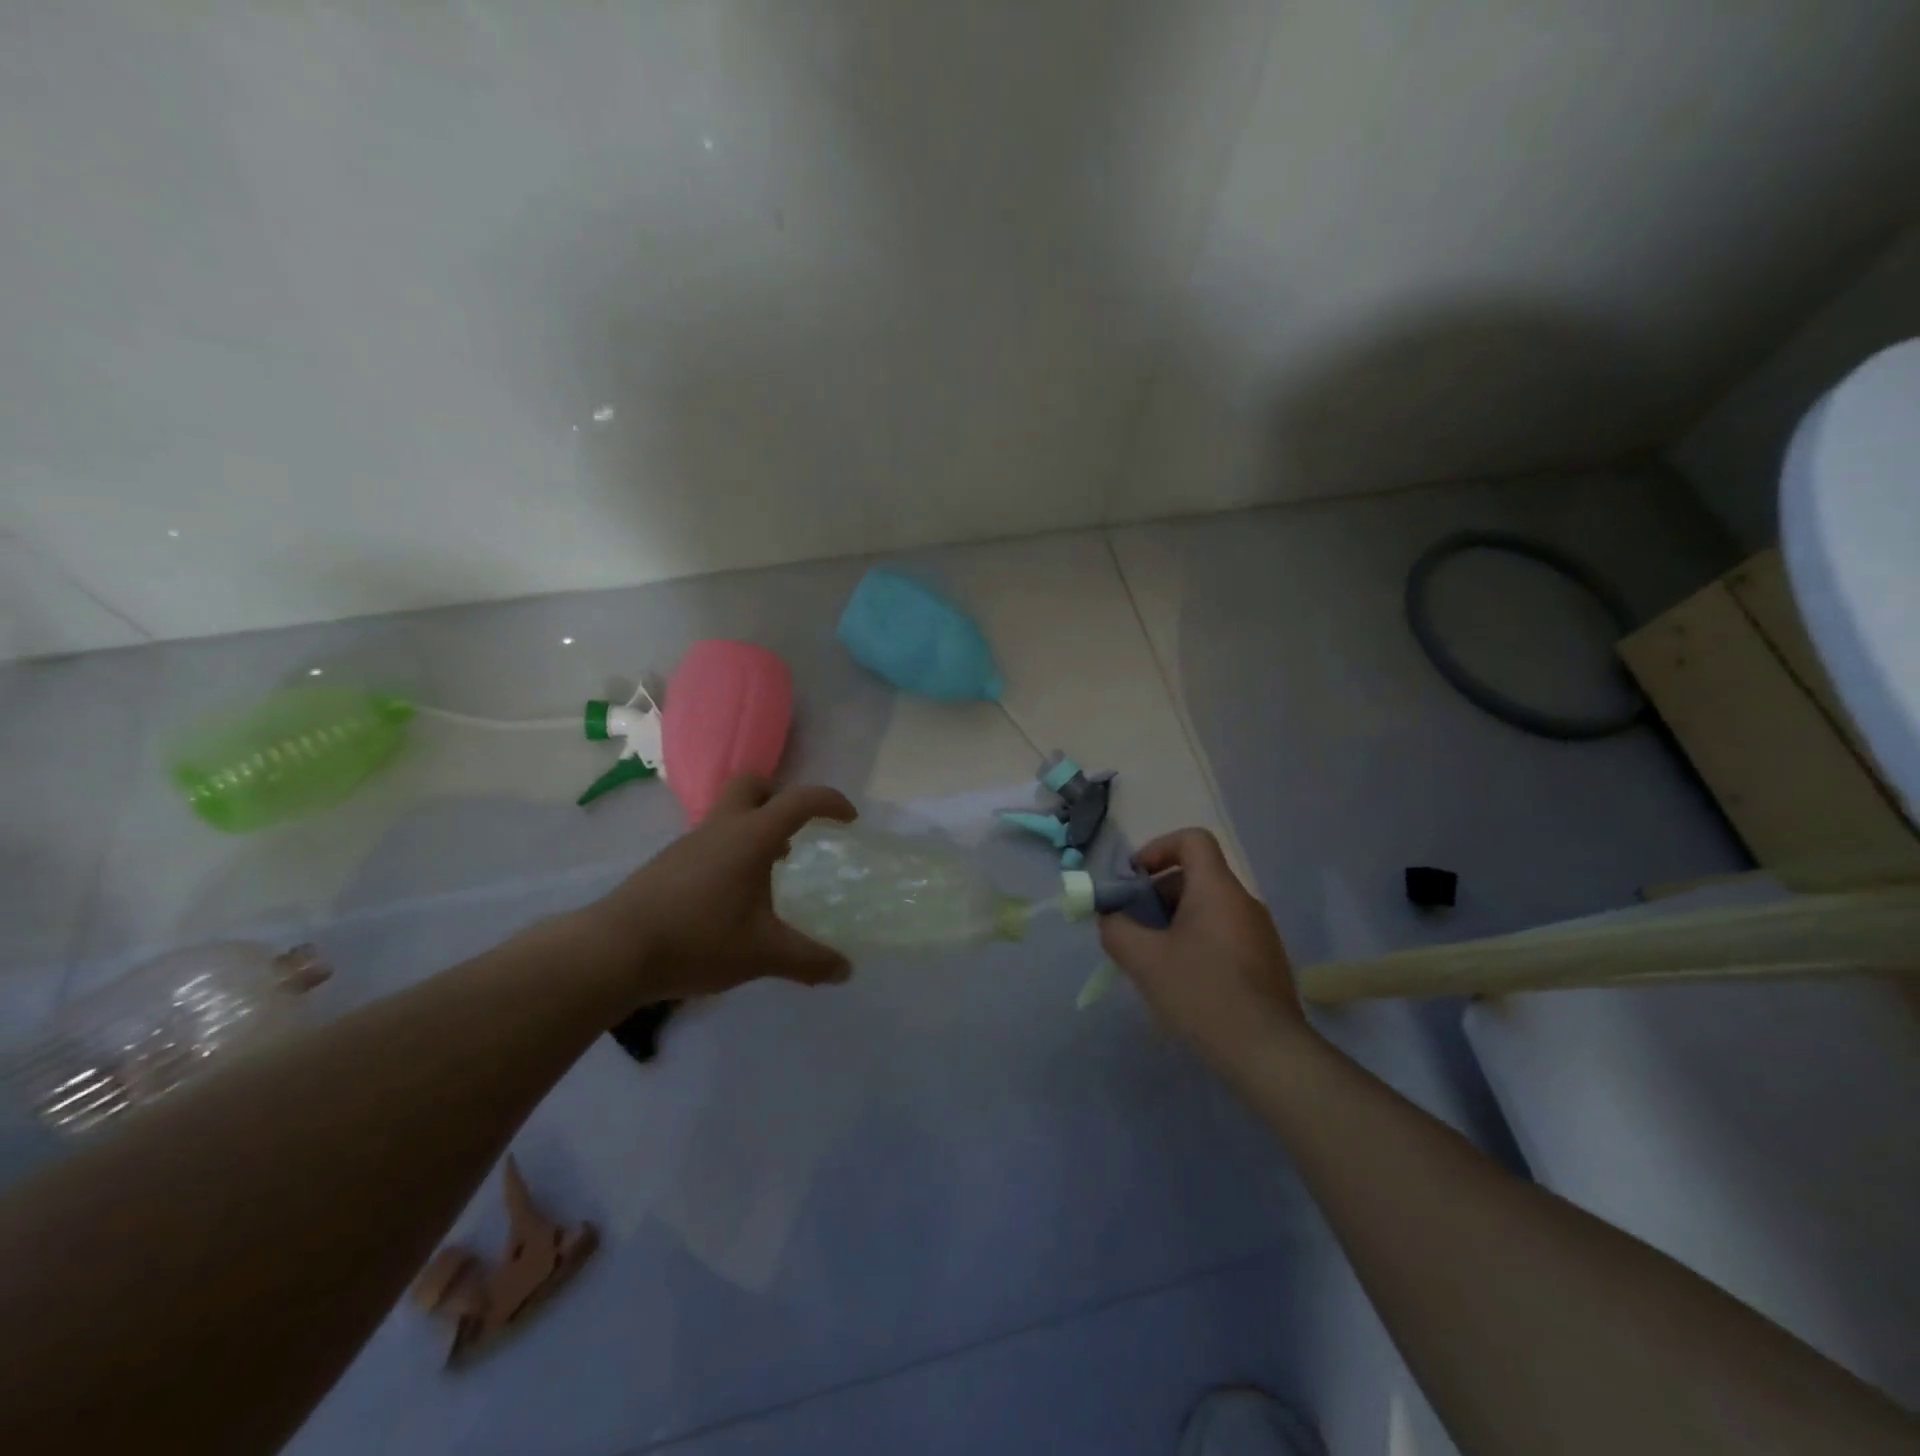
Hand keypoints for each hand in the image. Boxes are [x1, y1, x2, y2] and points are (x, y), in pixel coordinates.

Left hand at [574, 774, 858, 1002]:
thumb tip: (846, 970)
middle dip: (778, 796)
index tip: (849, 819)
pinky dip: (730, 852)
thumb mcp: (763, 954)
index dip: (830, 802)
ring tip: (769, 873)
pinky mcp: (667, 864)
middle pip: (751, 784)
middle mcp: (720, 828)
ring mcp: (689, 844)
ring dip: (754, 829)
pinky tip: (731, 897)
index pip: (800, 800)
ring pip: (727, 814)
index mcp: (751, 837)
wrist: (613, 952)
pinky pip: (710, 841)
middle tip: (796, 831)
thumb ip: (809, 960)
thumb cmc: (698, 940)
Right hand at [1097, 829, 1309, 1070]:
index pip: (1192, 840)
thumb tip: (1110, 918)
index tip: (1135, 879)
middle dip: (1158, 894)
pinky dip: (1197, 942)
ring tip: (1153, 959)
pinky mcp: (1266, 962)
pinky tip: (1183, 982)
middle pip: (1196, 876)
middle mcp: (1243, 902)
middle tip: (1134, 927)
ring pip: (1208, 908)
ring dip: (1175, 921)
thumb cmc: (1202, 993)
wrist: (1267, 1053)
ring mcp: (1260, 933)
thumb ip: (1116, 929)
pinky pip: (1223, 934)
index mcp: (1217, 889)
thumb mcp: (1144, 960)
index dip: (1158, 848)